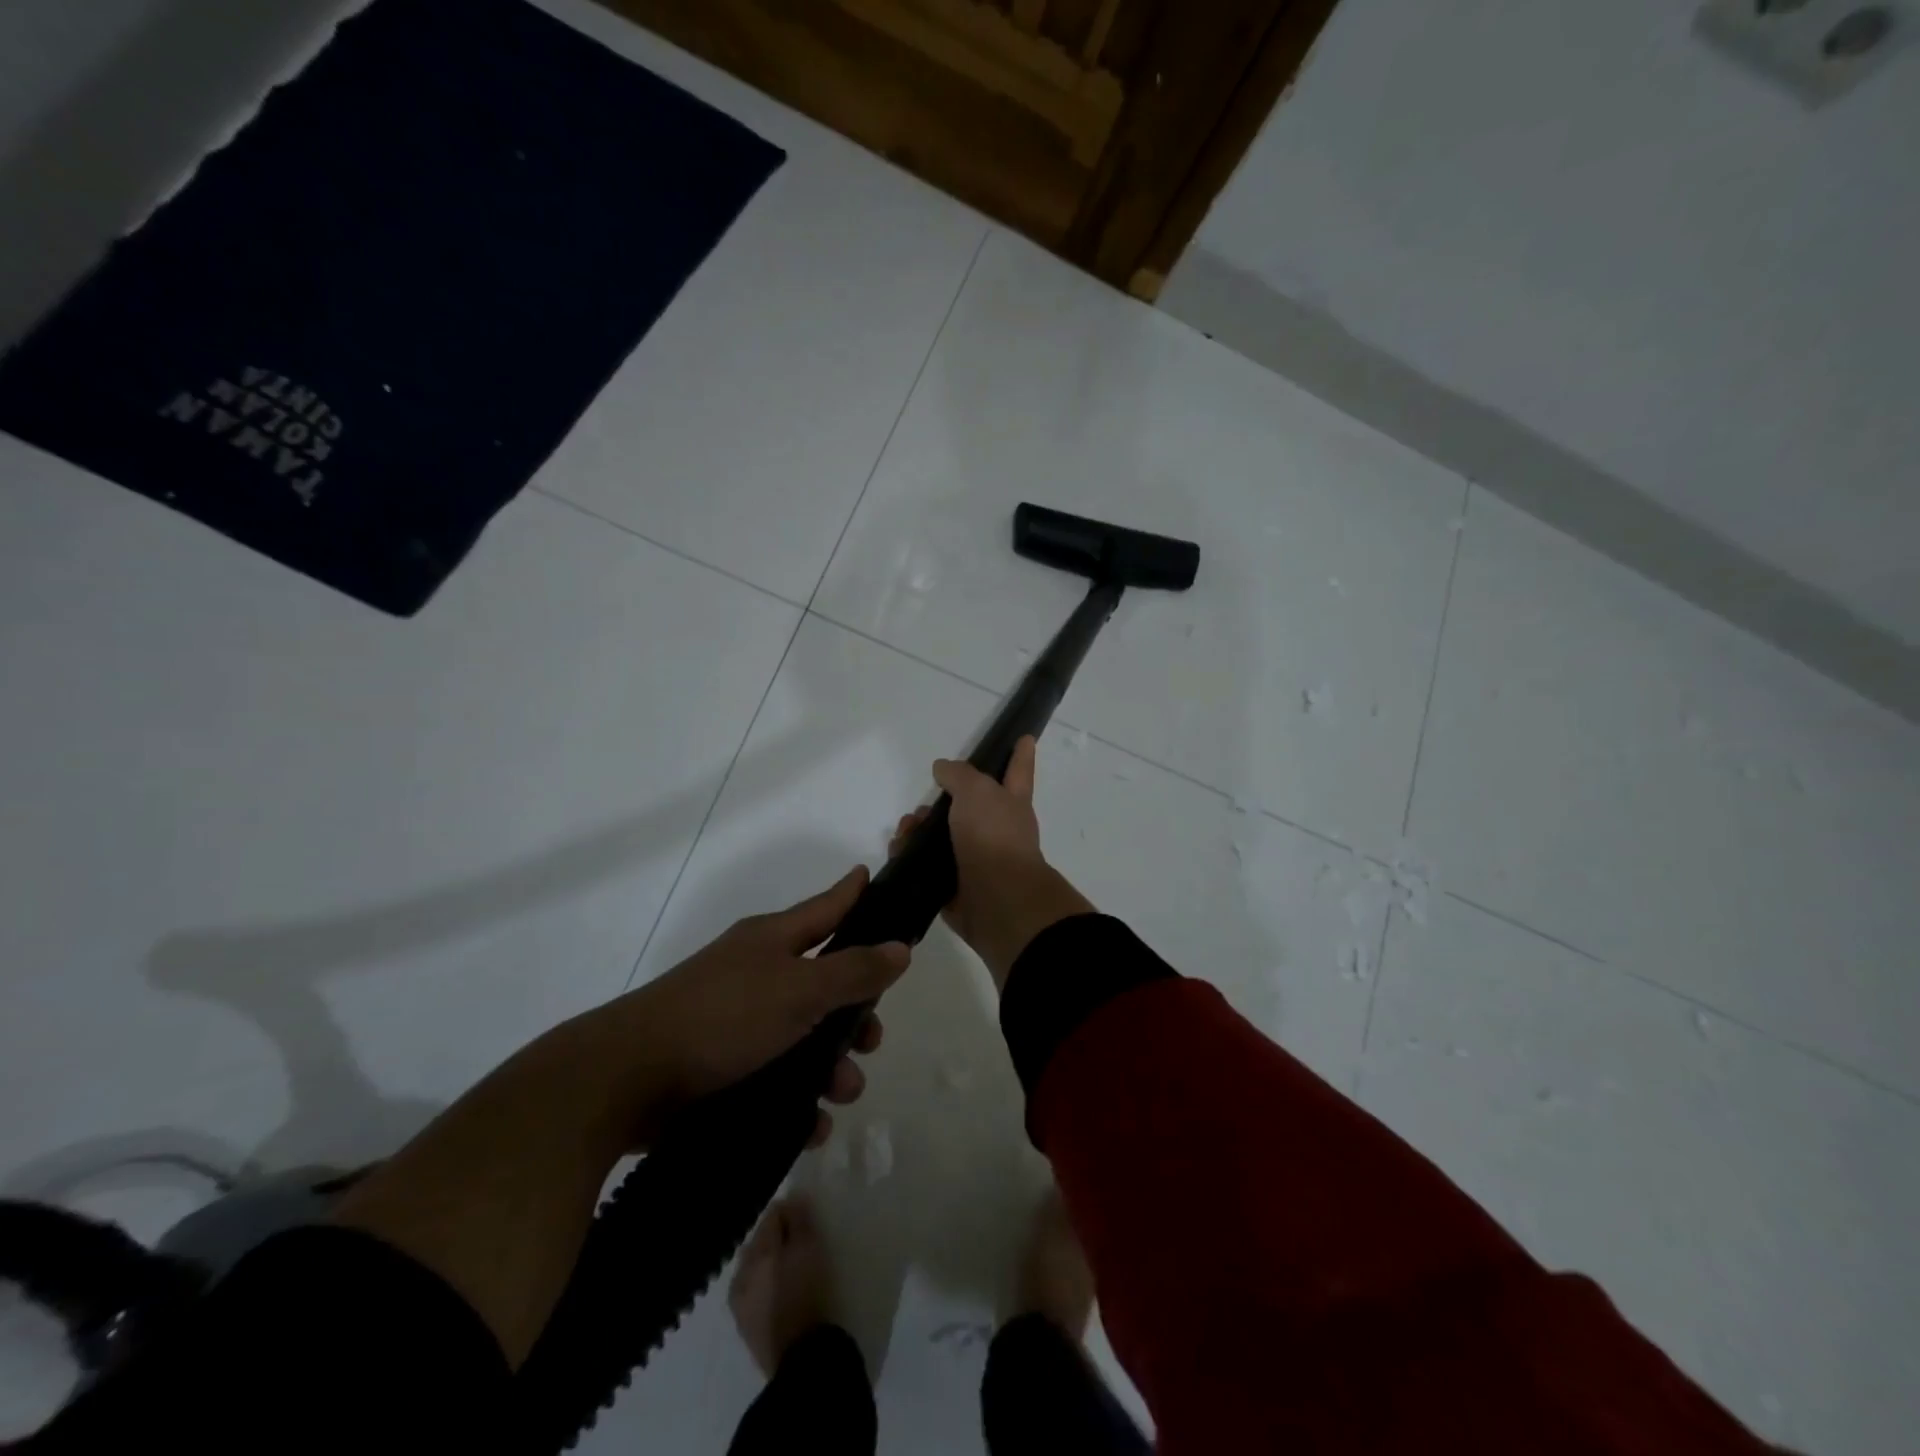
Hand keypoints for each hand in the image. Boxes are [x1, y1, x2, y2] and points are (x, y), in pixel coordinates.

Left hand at [622, 867, 907, 1145]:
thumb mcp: (800, 990)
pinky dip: (798, 1097)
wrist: (627, 1078)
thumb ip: (854, 971)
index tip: (875, 877)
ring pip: (803, 1034)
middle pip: (823, 980)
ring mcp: (737, 1019)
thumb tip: (902, 946)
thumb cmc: (723, 1017)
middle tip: (872, 1038)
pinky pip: (776, 1075)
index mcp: (773, 939)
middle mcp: (757, 972)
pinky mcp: (722, 1065)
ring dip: (831, 1064)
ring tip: (842, 1093)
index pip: (826, 906)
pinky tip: (812, 1124)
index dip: (853, 893)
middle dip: (855, 1011)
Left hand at [729, 1196, 834, 1376]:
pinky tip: (788, 1293)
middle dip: (780, 1237)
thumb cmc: (807, 1294)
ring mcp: (741, 1305)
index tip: (811, 1216)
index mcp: (755, 1253)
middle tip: (805, 1241)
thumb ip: (799, 1220)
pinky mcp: (748, 1329)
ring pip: (757, 1269)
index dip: (792, 1210)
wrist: (802, 1360)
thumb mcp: (809, 1248)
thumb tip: (792, 1199)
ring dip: (774, 1263)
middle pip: (761, 1242)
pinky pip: (758, 1294)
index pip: (772, 1215)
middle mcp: (740, 1275)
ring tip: (798, 1267)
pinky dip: (771, 1287)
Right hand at [891, 736, 1093, 987]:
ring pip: (943, 835)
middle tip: (923, 805)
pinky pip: (927, 865)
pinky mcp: (955, 885)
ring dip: (919, 828)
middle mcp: (996, 829)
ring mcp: (977, 858)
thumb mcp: (977, 791)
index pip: (1018, 770)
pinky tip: (898, 850)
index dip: (1020, 754)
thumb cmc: (993, 836)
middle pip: (969, 805)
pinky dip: (910, 856)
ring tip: (905, 829)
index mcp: (1011, 802)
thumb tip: (942, 769)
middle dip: (942, 800)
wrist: (996, 900)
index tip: (1025, 737)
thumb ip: (959, 775)